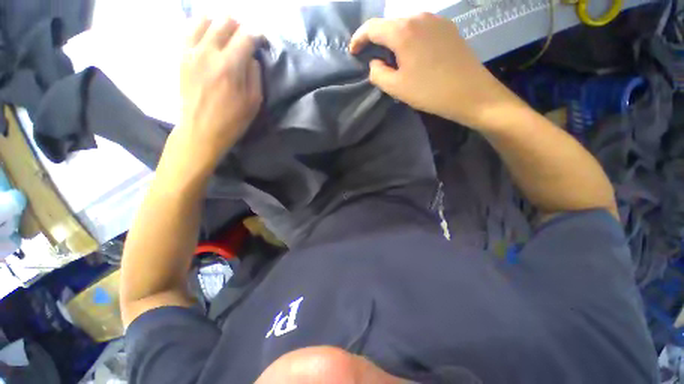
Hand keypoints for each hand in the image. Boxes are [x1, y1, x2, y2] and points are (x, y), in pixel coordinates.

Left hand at [176, 18, 261, 165]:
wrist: (200, 130)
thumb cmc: (232, 120)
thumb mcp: (254, 102)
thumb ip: (255, 75)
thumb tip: (251, 57)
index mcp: (230, 66)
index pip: (246, 36)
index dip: (257, 35)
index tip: (262, 41)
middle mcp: (208, 51)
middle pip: (225, 21)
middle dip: (240, 26)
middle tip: (245, 38)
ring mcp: (191, 51)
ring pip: (205, 19)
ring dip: (220, 23)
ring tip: (226, 35)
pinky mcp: (181, 55)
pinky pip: (188, 29)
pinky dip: (200, 27)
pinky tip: (208, 36)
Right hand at [350, 13, 519, 128]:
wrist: (470, 92)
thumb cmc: (429, 92)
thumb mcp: (396, 87)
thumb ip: (377, 73)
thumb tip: (375, 62)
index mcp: (403, 31)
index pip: (372, 27)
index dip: (359, 38)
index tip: (353, 52)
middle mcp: (418, 17)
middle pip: (389, 24)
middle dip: (376, 40)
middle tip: (373, 58)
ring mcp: (436, 19)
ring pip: (405, 25)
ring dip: (394, 40)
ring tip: (393, 58)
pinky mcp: (447, 27)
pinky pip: (420, 28)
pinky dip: (410, 38)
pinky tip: (412, 54)